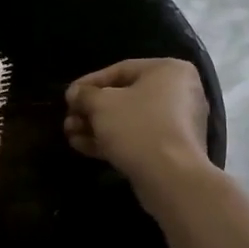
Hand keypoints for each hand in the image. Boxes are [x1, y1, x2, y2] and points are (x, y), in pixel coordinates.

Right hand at [65, 58, 212, 200]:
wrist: (171, 178)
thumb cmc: (137, 126)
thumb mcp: (101, 104)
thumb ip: (85, 94)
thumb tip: (75, 94)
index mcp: (169, 70)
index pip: (121, 70)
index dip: (89, 82)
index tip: (68, 96)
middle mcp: (179, 92)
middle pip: (125, 96)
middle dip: (91, 109)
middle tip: (69, 119)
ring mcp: (178, 124)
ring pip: (129, 120)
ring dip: (97, 126)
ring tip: (70, 134)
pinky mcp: (172, 150)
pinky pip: (138, 138)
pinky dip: (112, 140)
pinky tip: (82, 146)